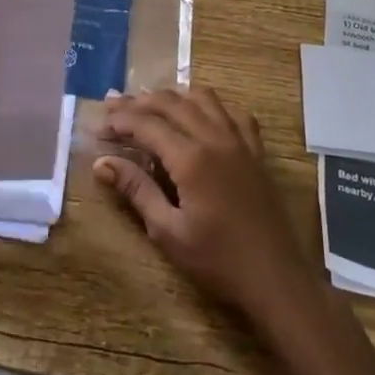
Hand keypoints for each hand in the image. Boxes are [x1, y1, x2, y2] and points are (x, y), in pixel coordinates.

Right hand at [94, 86, 318, 325]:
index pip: (147, 125)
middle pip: (172, 103)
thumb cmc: (217, 261)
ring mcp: (240, 142)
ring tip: (149, 103)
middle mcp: (215, 139)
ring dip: (173, 96)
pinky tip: (199, 114)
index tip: (98, 127)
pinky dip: (210, 105)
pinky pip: (233, 113)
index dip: (119, 121)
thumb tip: (102, 164)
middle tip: (113, 106)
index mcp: (191, 158)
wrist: (276, 278)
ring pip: (203, 99)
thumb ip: (136, 190)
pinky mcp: (256, 152)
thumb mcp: (168, 232)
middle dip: (139, 102)